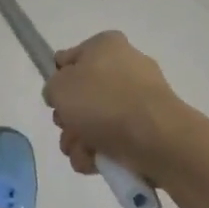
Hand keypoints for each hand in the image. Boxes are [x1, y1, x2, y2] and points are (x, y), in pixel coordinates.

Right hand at [43, 31, 188, 178]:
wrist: (156, 138)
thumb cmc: (103, 101)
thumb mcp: (59, 86)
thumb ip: (52, 87)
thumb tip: (63, 95)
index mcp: (106, 45)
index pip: (70, 59)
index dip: (58, 80)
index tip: (55, 99)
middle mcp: (125, 67)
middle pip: (83, 95)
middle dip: (69, 119)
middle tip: (67, 128)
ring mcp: (140, 99)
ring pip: (96, 121)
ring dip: (80, 141)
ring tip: (82, 151)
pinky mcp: (149, 128)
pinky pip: (115, 139)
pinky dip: (101, 152)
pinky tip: (96, 161)